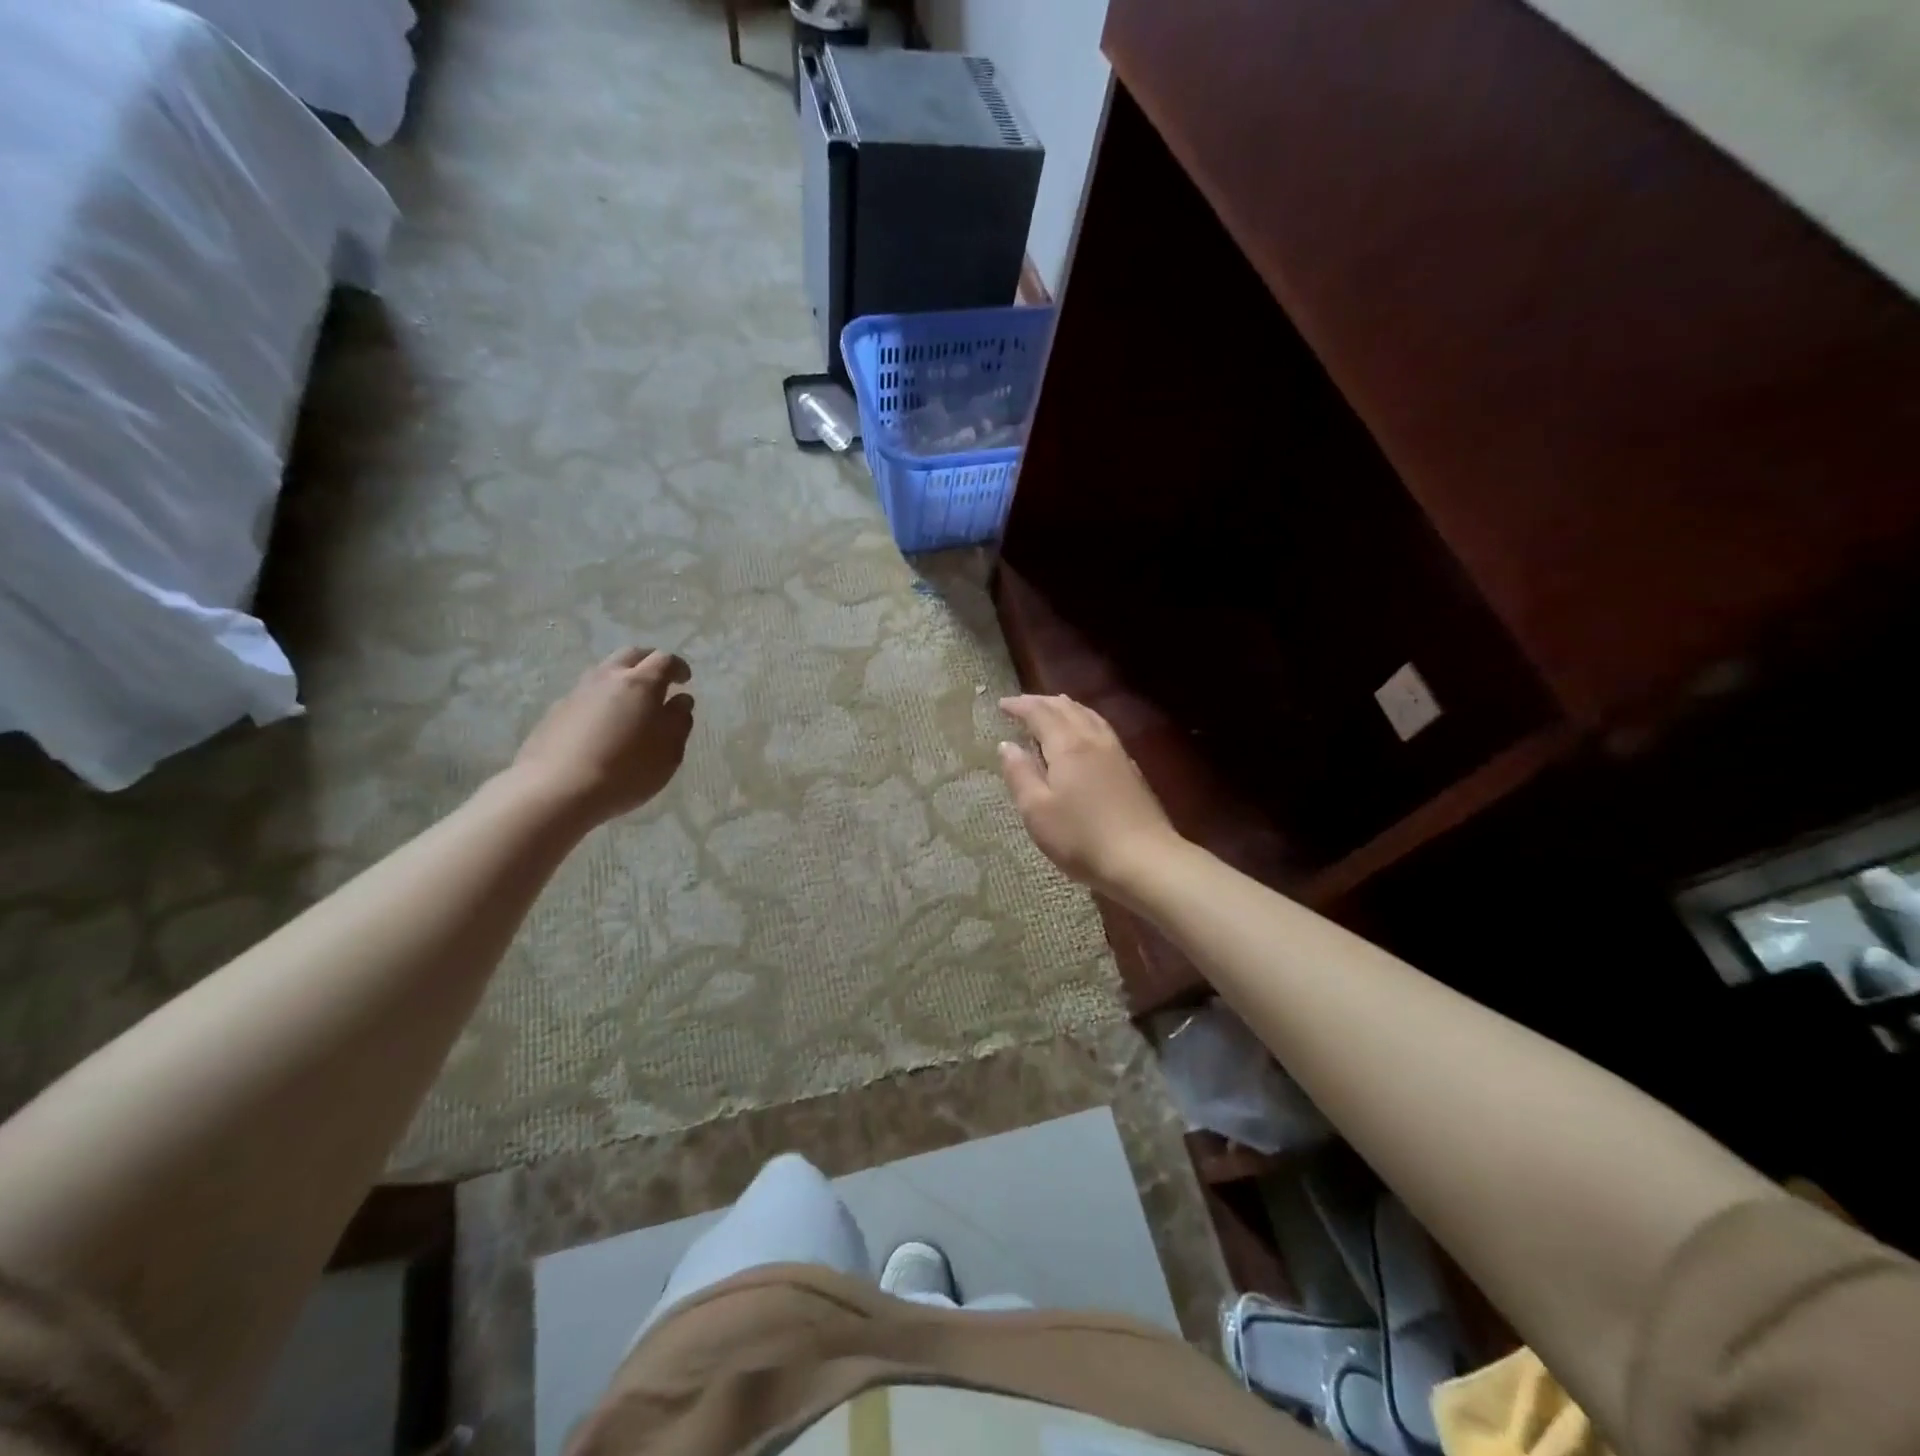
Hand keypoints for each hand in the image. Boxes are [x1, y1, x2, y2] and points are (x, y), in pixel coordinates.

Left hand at [510, 648, 694, 824]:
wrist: (555, 790)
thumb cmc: (626, 771)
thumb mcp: (669, 753)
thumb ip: (679, 722)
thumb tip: (680, 701)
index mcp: (641, 684)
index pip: (664, 660)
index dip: (678, 667)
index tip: (685, 680)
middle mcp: (608, 678)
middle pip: (631, 655)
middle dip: (649, 662)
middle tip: (660, 682)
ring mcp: (577, 692)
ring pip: (605, 671)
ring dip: (622, 679)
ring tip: (630, 704)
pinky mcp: (556, 711)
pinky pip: (586, 694)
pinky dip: (601, 700)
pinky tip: (603, 725)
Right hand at [998, 694, 1183, 899]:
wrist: (1144, 860)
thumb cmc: (1081, 838)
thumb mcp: (1037, 811)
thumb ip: (1020, 774)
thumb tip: (1006, 745)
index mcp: (1068, 746)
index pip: (1040, 713)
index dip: (1020, 706)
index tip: (1002, 704)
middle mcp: (1093, 740)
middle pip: (1067, 709)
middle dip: (1042, 702)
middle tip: (1022, 705)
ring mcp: (1116, 753)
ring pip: (1089, 716)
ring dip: (1067, 708)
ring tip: (1053, 708)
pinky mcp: (1131, 770)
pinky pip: (1102, 730)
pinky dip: (1085, 722)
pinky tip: (1086, 735)